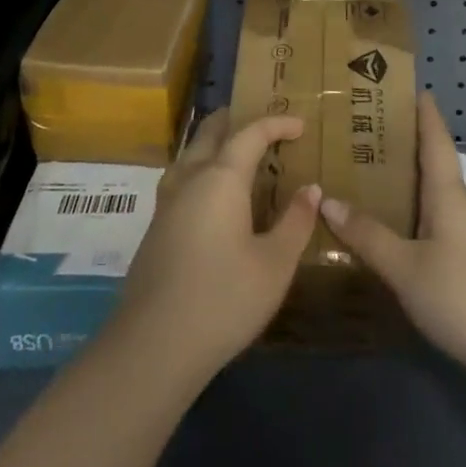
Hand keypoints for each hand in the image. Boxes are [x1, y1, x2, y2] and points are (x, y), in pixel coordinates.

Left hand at [113, 108, 319, 380]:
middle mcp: (190, 179)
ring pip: (190, 153)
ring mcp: (166, 203)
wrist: (154, 346)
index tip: (300, 124)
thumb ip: (295, 222)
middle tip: (262, 125)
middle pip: (210, 132)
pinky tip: (211, 196)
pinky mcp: (155, 228)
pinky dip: (202, 169)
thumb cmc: (223, 299)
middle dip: (236, 120)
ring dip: (213, 143)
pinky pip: (181, 178)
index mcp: (221, 178)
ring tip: (236, 152)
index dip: (277, 123)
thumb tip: (311, 189)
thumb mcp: (275, 265)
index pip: (251, 133)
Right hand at [319, 93, 465, 380]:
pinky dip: (411, 221)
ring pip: (433, 201)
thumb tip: (327, 199)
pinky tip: (391, 237)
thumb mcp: (407, 266)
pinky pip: (435, 229)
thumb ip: (368, 236)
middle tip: (362, 136)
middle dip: (402, 150)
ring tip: (365, 182)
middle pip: (432, 167)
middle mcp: (462, 207)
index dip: (425, 113)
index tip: (412, 88)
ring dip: (405, 188)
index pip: (436, 140)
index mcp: (448, 193)